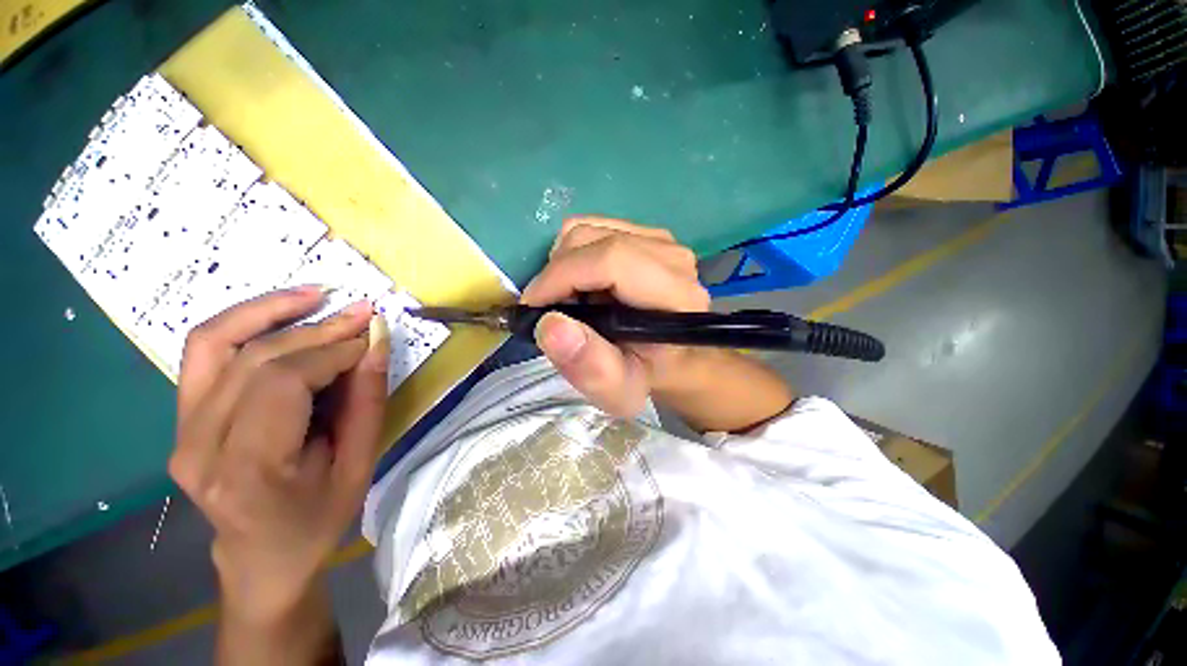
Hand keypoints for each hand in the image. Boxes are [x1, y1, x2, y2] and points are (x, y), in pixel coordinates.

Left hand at [168, 288, 389, 625]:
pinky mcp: (181, 415)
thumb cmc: (317, 519)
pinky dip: (241, 321)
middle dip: (317, 330)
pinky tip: (281, 309)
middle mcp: (197, 444)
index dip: (333, 352)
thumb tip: (376, 341)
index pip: (283, 383)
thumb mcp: (358, 465)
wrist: (261, 556)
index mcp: (246, 470)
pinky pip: (204, 352)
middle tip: (362, 314)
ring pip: (218, 343)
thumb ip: (367, 400)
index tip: (371, 338)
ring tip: (319, 294)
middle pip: (255, 360)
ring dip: (272, 310)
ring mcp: (180, 428)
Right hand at [522, 217, 711, 416]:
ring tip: (570, 301)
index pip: (610, 259)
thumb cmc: (650, 376)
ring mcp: (661, 240)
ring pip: (587, 230)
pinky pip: (593, 229)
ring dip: (564, 266)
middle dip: (555, 274)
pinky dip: (575, 256)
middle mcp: (673, 257)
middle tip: (552, 311)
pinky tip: (584, 286)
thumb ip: (590, 367)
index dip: (560, 276)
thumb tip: (550, 325)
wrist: (677, 358)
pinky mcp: (647, 235)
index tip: (532, 306)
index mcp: (676, 295)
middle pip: (591, 239)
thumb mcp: (621, 390)